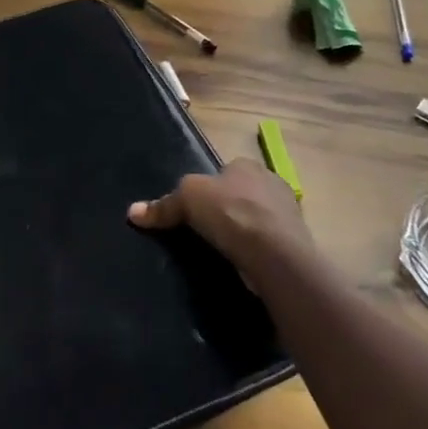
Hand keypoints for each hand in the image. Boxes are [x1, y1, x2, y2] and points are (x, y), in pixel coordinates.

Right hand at [128, 158, 310, 276]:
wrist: (275, 253)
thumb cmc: (231, 212)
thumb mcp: (187, 199)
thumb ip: (163, 205)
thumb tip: (132, 212)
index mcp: (246, 164)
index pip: (223, 172)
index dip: (209, 189)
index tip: (196, 211)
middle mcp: (271, 181)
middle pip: (241, 194)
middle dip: (228, 209)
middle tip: (207, 231)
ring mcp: (287, 212)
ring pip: (257, 218)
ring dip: (244, 231)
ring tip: (224, 251)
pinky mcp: (295, 241)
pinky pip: (268, 242)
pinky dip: (256, 251)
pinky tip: (244, 263)